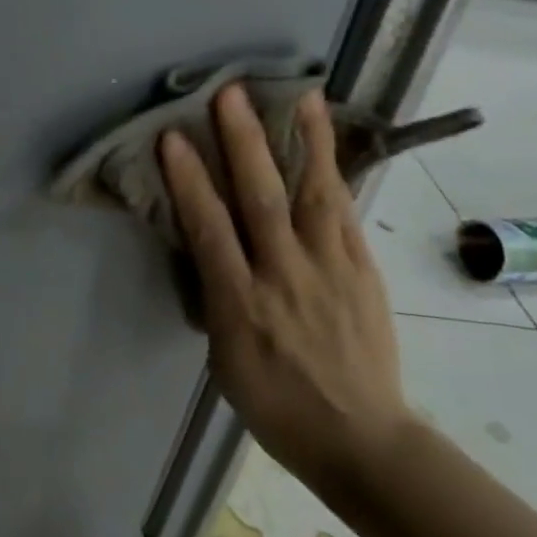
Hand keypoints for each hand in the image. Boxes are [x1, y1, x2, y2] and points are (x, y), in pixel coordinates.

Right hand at [158, 83, 411, 492]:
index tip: (173, 138)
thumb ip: (217, 296)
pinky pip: (346, 214)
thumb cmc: (276, 406)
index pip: (210, 230)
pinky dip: (335, 174)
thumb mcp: (224, 358)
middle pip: (263, 200)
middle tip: (230, 94)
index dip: (189, 181)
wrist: (362, 441)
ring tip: (301, 95)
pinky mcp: (364, 271)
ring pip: (316, 196)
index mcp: (241, 306)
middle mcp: (286, 278)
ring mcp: (331, 271)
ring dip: (306, 141)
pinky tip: (328, 144)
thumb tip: (209, 248)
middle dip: (244, 143)